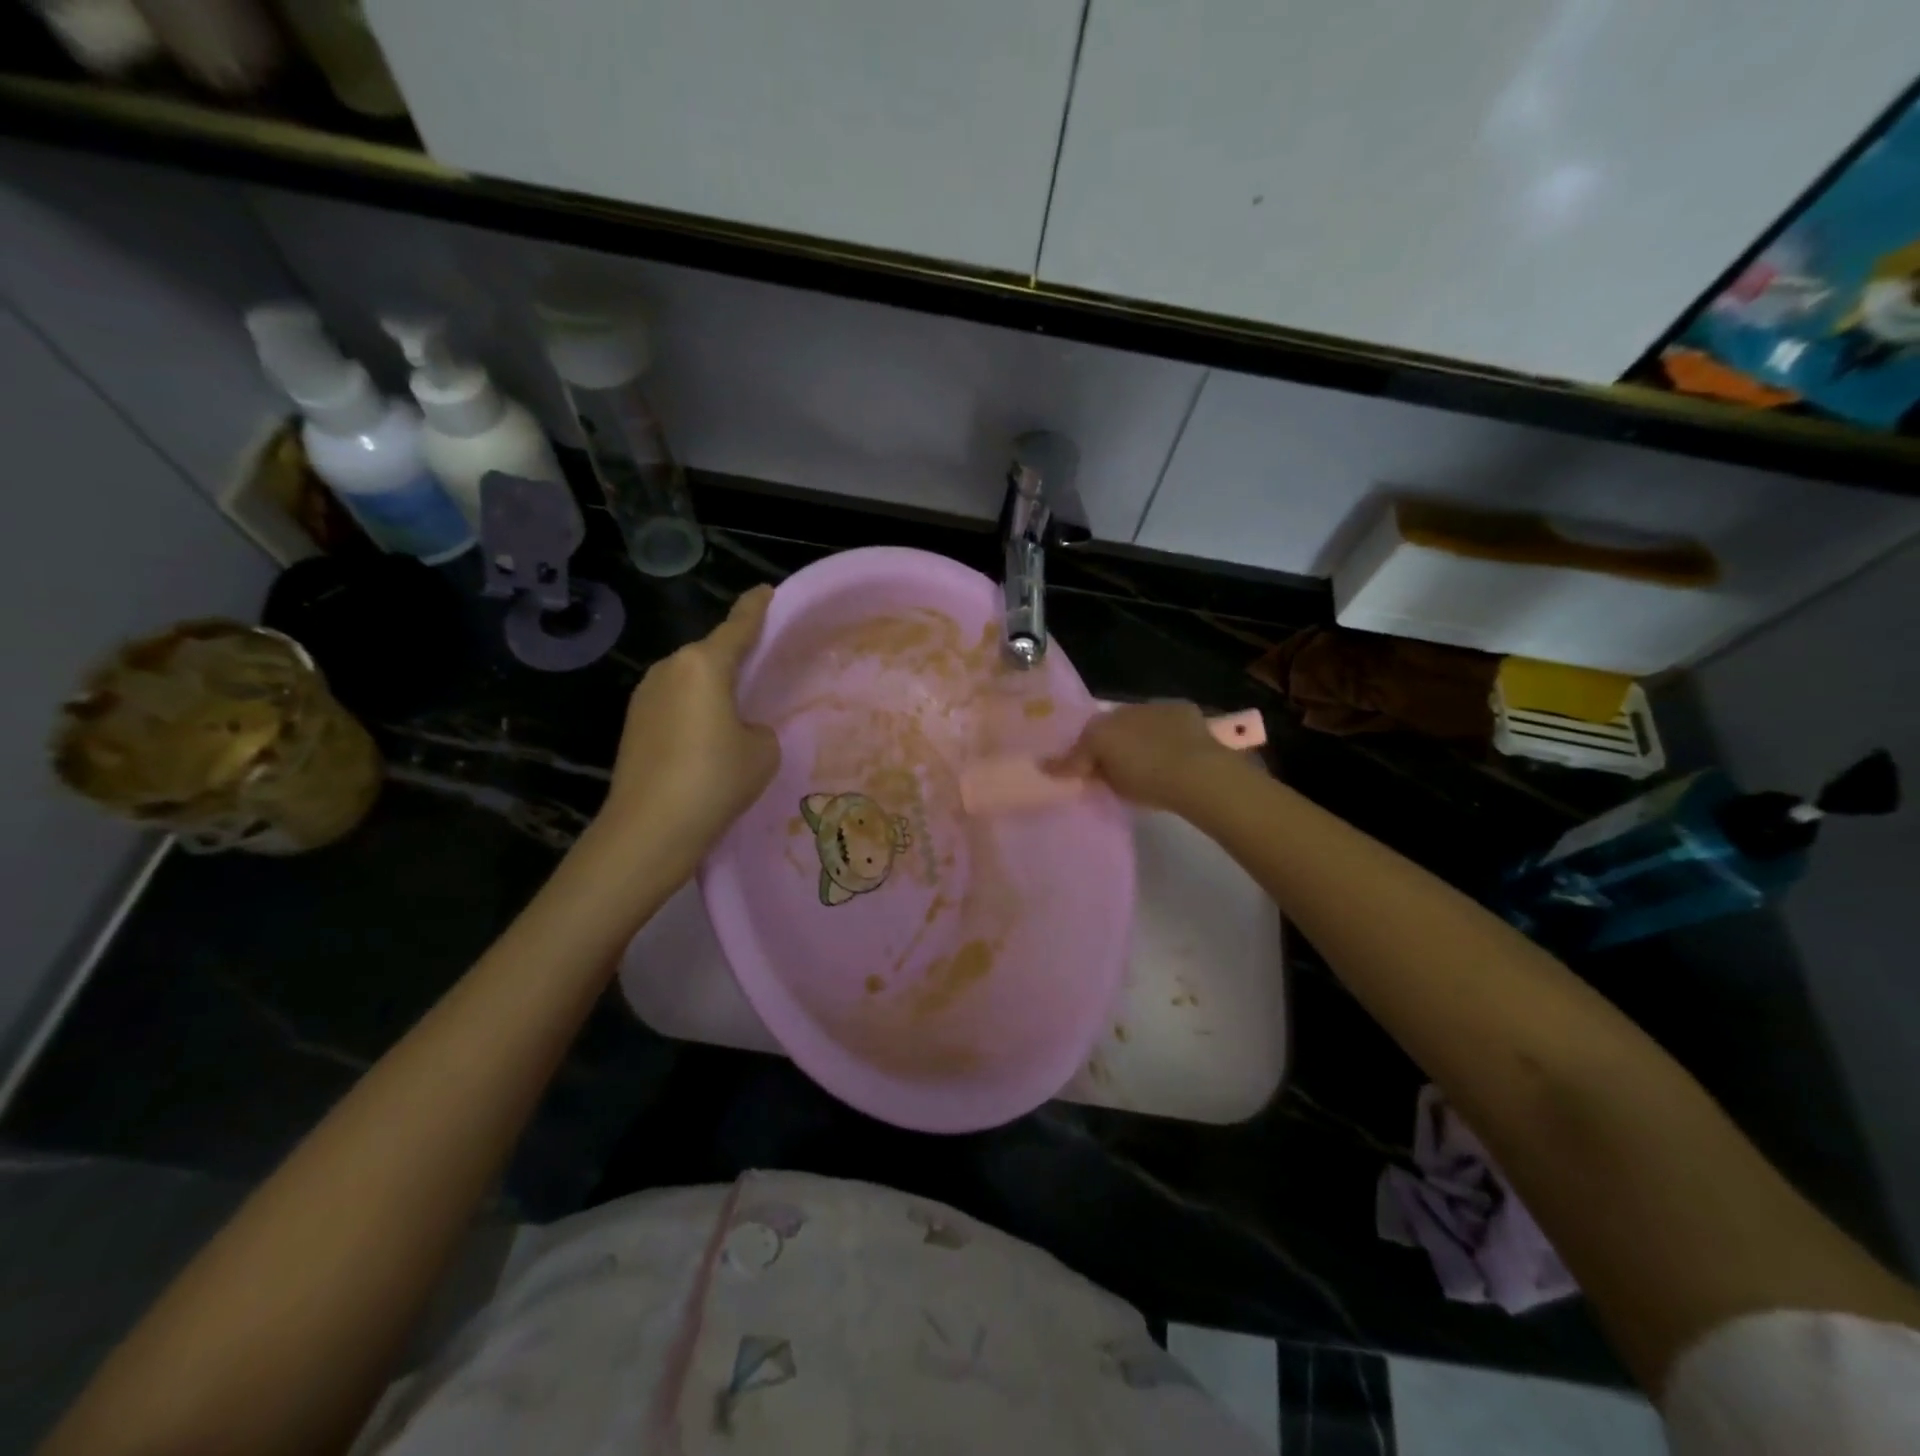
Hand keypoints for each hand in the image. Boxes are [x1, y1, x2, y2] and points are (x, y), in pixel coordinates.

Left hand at [600, 586, 779, 857]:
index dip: (757, 608)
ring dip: (711, 690)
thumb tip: (739, 728)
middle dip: (734, 658)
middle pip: (710, 653)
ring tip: (736, 715)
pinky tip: (706, 742)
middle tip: (762, 671)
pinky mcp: (632, 724)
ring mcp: (645, 696)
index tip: (767, 591)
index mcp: (704, 664)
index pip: (739, 625)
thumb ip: (757, 727)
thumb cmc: (715, 779)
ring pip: (690, 681)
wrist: (650, 828)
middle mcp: (670, 669)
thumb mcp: (762, 750)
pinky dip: (693, 712)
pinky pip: (674, 705)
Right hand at [1047, 700, 1242, 812]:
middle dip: (1107, 742)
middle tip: (1110, 766)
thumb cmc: (1147, 781)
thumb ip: (1084, 770)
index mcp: (1100, 728)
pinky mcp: (1181, 709)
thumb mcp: (1110, 783)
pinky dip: (1163, 731)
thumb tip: (1052, 765)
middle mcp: (1122, 710)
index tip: (1079, 772)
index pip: (1082, 741)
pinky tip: (1170, 749)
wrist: (1198, 772)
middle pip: (1108, 727)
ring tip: (1142, 758)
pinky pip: (1164, 720)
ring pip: (1135, 720)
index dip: (1079, 757)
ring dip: (1135, 734)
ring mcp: (1153, 706)